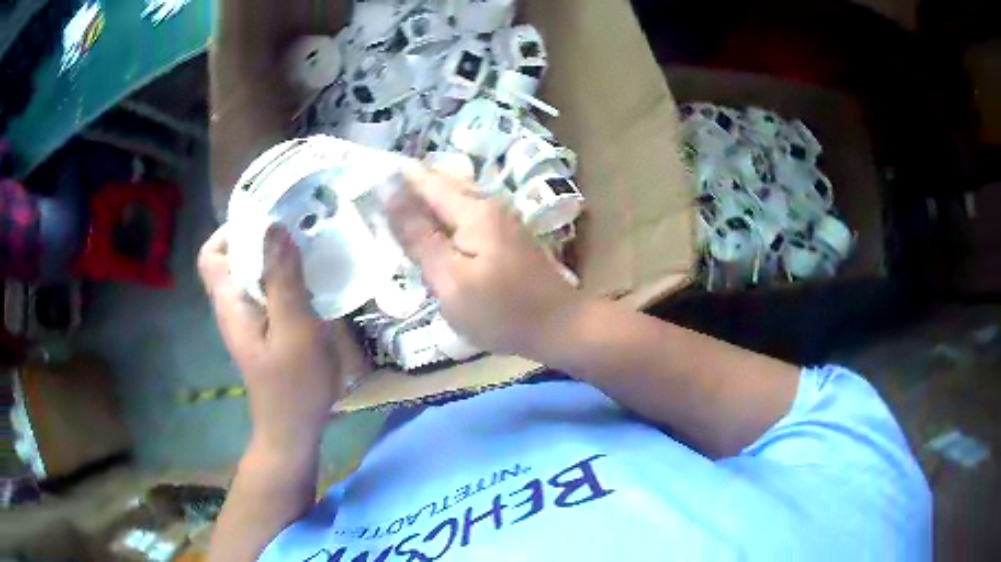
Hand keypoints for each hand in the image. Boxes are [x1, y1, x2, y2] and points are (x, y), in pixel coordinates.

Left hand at [198, 224, 342, 451]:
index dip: (229, 232)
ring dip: (276, 256)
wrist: (294, 429)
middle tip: (297, 224)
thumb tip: (274, 227)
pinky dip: (286, 278)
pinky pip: (270, 291)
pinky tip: (313, 278)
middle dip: (260, 237)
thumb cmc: (293, 384)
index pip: (209, 256)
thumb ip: (283, 280)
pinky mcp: (267, 329)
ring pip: (254, 274)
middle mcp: (234, 306)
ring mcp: (250, 319)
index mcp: (230, 304)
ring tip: (309, 244)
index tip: (263, 220)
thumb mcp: (294, 329)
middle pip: (234, 259)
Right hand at [386, 163, 584, 358]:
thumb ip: (419, 238)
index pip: (427, 181)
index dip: (399, 177)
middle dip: (411, 187)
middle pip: (443, 187)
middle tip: (378, 194)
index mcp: (474, 210)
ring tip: (397, 211)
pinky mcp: (507, 239)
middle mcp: (490, 206)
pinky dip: (444, 221)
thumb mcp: (450, 279)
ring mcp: (502, 221)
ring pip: (455, 202)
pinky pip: (466, 219)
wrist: (559, 327)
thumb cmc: (501, 310)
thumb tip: (392, 198)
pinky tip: (433, 234)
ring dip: (427, 204)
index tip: (371, 173)